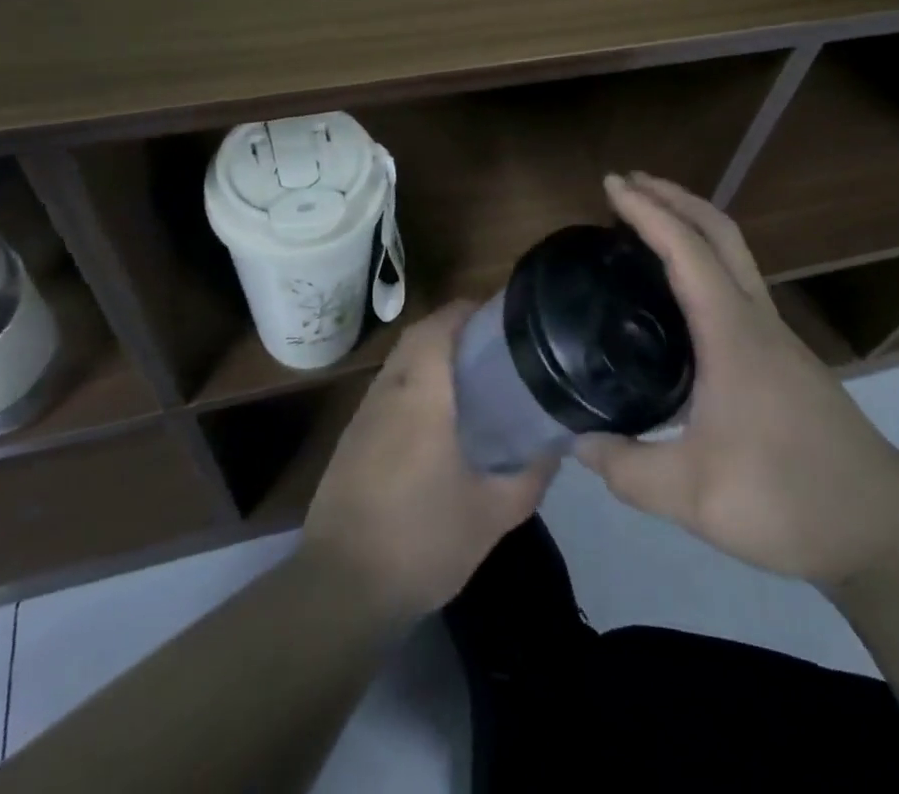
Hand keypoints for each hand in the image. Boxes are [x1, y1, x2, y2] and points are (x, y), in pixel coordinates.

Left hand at [303, 301, 556, 620]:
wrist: (342, 588)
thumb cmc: (423, 541)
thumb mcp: (493, 515)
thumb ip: (530, 475)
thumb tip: (556, 444)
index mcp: (421, 396)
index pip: (437, 327)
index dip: (465, 310)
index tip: (498, 313)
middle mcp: (388, 392)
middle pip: (416, 336)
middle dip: (451, 326)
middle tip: (491, 342)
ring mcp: (363, 415)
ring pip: (398, 362)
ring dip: (429, 353)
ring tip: (470, 373)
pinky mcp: (351, 439)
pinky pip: (387, 389)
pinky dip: (412, 382)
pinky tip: (435, 416)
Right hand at [575, 172, 898, 586]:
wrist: (885, 530)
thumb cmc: (787, 499)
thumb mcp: (692, 496)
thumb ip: (626, 469)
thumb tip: (577, 443)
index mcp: (732, 334)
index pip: (686, 250)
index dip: (647, 211)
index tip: (612, 184)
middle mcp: (756, 320)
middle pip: (720, 232)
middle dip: (674, 197)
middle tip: (628, 184)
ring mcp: (776, 336)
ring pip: (734, 255)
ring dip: (692, 225)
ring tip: (648, 225)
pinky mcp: (784, 358)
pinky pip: (737, 284)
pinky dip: (705, 260)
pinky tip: (681, 295)